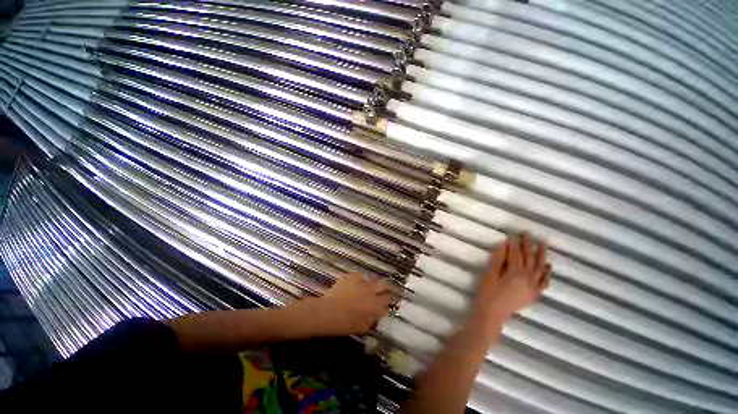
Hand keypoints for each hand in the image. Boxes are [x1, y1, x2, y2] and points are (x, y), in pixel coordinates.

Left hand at [312, 273, 394, 335]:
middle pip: (384, 285)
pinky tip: (355, 281)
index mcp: (376, 305)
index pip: (387, 299)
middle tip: (385, 288)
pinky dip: (358, 278)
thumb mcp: (362, 327)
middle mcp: (372, 291)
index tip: (387, 300)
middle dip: (386, 287)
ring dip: (373, 282)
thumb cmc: (346, 324)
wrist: (330, 312)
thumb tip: (377, 315)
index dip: (388, 299)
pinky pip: (359, 275)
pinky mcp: (352, 277)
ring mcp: (362, 282)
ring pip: (372, 278)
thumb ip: (372, 320)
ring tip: (371, 283)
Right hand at [472, 233, 550, 337]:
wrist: (492, 315)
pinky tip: (548, 266)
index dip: (514, 243)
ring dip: (541, 255)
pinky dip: (547, 273)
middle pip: (529, 258)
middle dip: (528, 245)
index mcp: (515, 273)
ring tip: (542, 244)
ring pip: (540, 268)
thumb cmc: (487, 293)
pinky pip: (544, 282)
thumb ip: (498, 259)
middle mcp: (528, 279)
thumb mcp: (489, 275)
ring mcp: (533, 288)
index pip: (516, 254)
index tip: (513, 233)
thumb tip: (504, 245)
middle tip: (528, 234)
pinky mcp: (534, 295)